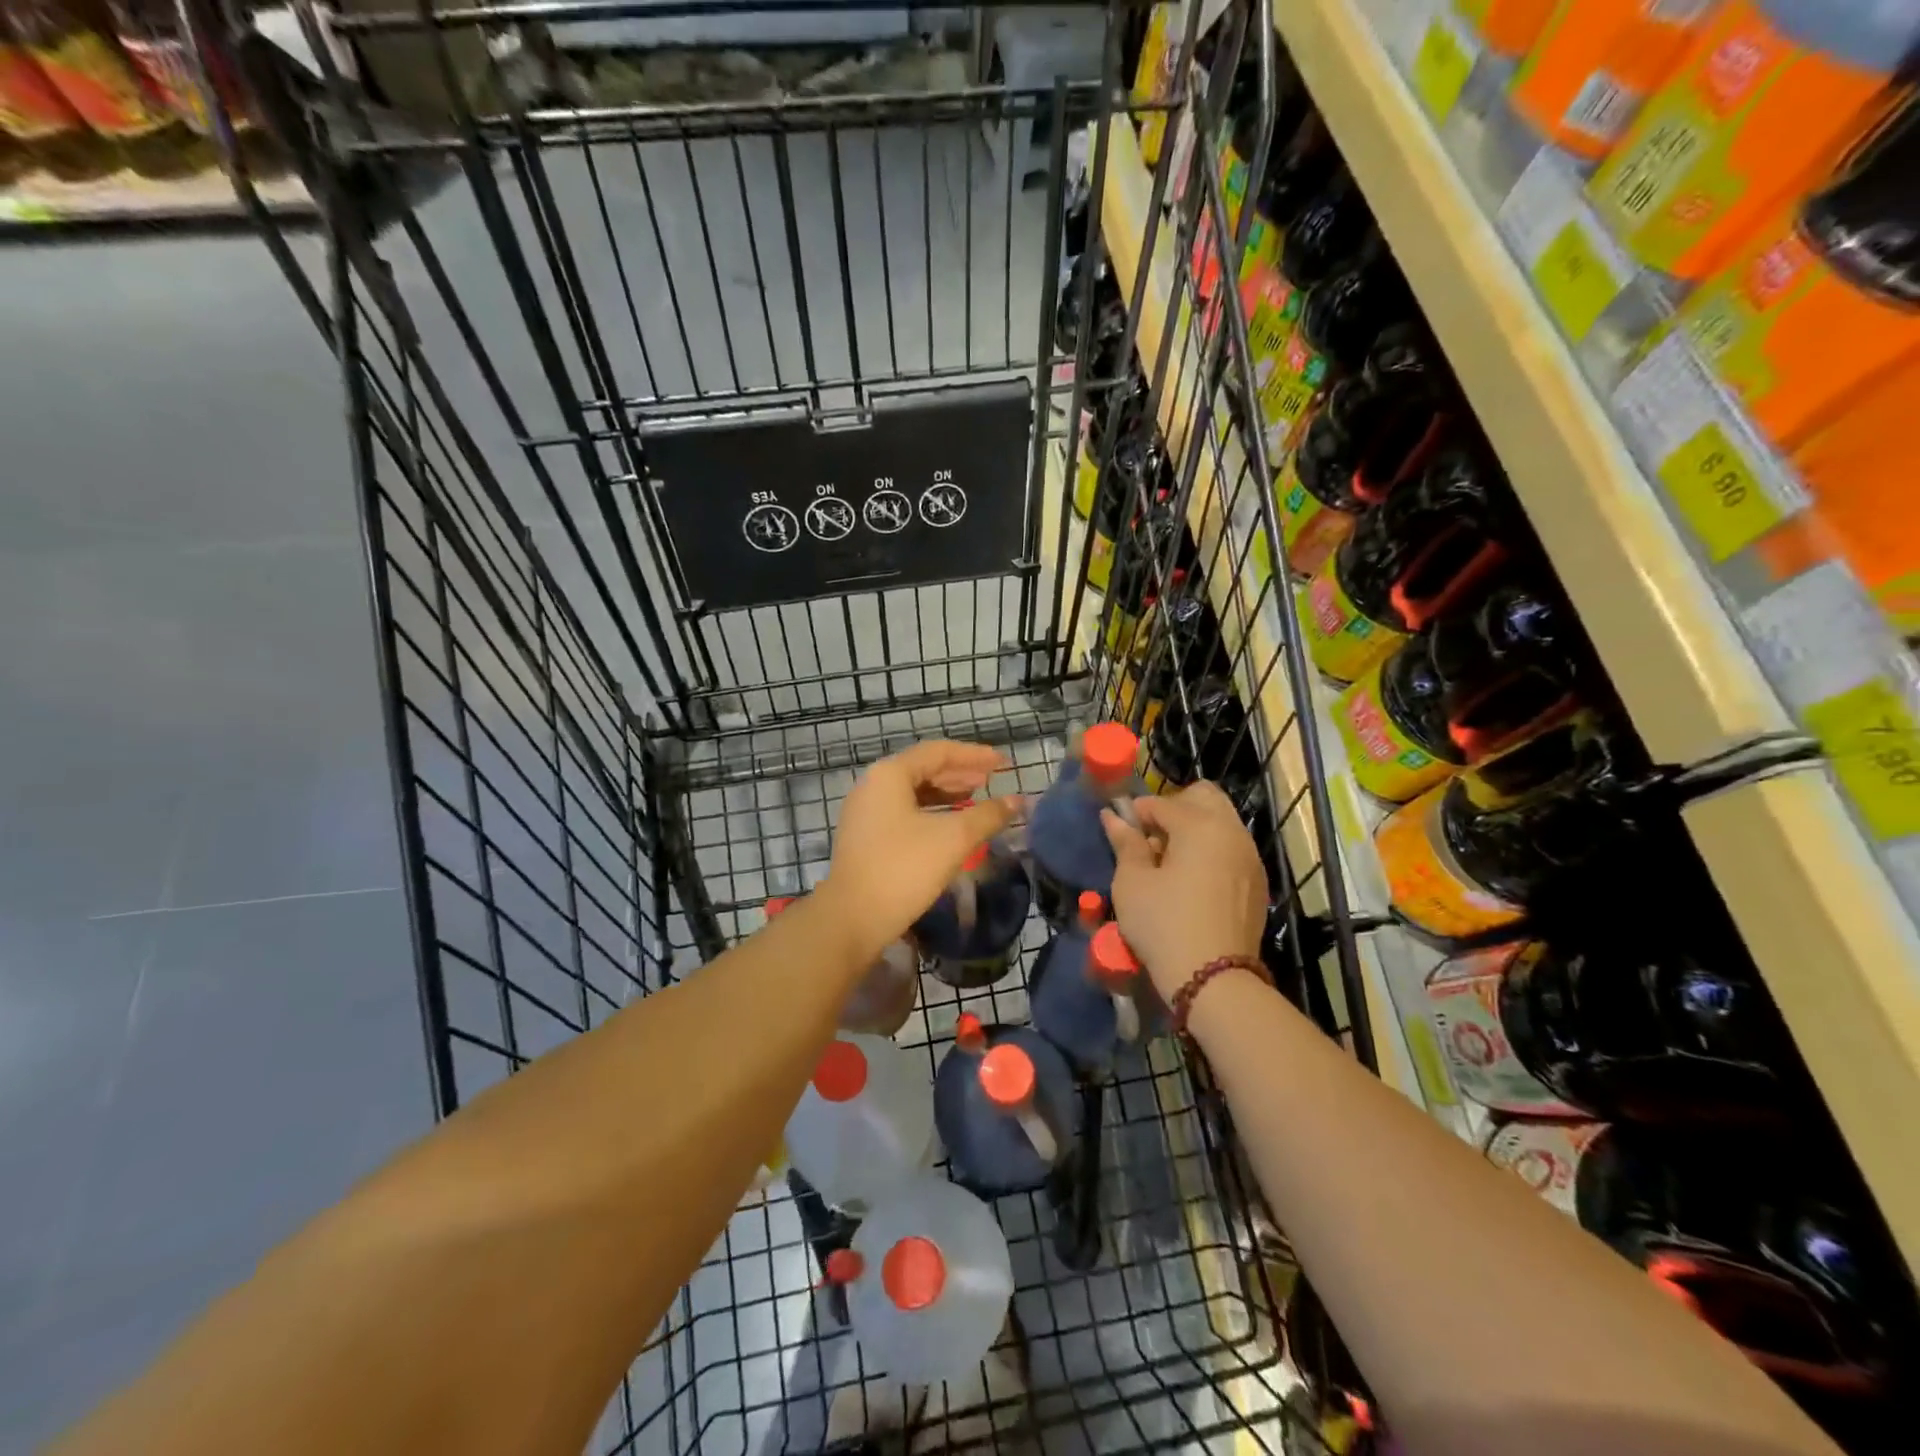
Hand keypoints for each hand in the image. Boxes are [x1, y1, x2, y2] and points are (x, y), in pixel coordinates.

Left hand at [822, 740, 1017, 962]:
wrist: (852, 919)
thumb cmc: (904, 869)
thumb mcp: (953, 839)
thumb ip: (988, 815)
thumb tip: (1018, 801)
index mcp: (890, 774)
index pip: (939, 752)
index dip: (975, 755)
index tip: (1003, 763)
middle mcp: (873, 785)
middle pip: (924, 768)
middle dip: (961, 773)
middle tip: (993, 779)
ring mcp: (866, 812)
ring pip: (914, 792)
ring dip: (947, 793)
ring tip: (977, 798)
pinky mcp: (866, 836)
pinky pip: (905, 812)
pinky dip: (932, 812)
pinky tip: (951, 825)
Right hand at [1102, 782, 1265, 1000]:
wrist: (1213, 979)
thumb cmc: (1163, 923)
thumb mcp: (1132, 882)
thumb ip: (1126, 843)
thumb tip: (1114, 817)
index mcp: (1201, 825)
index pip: (1163, 803)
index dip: (1137, 812)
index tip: (1121, 828)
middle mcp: (1232, 832)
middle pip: (1204, 798)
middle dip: (1175, 807)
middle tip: (1151, 837)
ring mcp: (1250, 858)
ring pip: (1221, 823)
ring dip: (1194, 828)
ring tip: (1168, 861)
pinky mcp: (1257, 883)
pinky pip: (1231, 849)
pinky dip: (1211, 851)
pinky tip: (1190, 880)